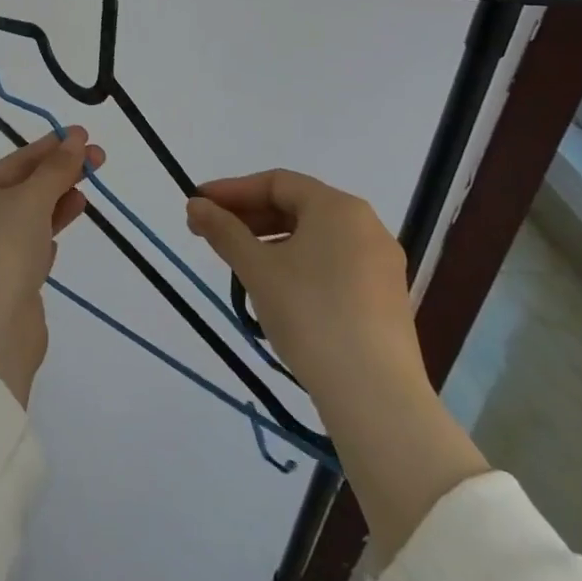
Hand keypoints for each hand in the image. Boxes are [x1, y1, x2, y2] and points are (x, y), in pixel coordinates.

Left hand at [0, 129, 102, 406]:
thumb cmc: (2, 249)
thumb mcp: (30, 199)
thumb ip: (56, 169)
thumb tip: (75, 137)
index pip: (15, 161)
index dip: (50, 147)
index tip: (83, 135)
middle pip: (23, 188)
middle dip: (60, 173)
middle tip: (98, 159)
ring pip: (28, 218)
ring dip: (57, 203)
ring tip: (87, 192)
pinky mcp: (7, 284)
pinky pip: (30, 249)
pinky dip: (46, 236)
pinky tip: (61, 232)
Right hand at [185, 170, 420, 405]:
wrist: (375, 398)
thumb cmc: (310, 315)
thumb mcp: (257, 268)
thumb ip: (223, 230)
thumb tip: (196, 204)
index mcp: (338, 207)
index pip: (276, 183)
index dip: (232, 190)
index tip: (198, 205)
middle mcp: (366, 226)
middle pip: (296, 206)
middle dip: (248, 215)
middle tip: (209, 232)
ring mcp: (381, 264)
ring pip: (314, 236)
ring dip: (270, 240)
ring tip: (237, 261)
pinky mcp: (385, 298)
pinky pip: (332, 262)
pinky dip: (297, 262)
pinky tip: (275, 286)